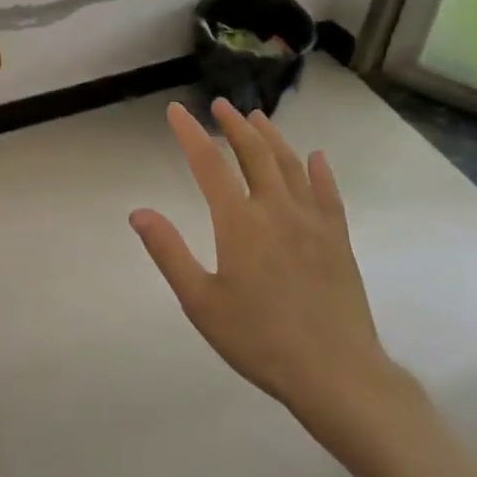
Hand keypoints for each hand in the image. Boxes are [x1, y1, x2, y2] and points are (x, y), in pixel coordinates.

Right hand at [130, 100, 423, 457]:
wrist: (334, 371)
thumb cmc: (258, 339)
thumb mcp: (200, 302)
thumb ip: (169, 252)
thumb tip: (139, 212)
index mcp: (239, 222)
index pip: (208, 164)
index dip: (190, 133)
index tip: (177, 110)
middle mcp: (276, 209)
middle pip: (254, 153)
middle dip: (234, 125)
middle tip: (221, 105)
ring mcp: (312, 221)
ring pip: (291, 165)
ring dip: (272, 137)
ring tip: (258, 118)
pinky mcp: (338, 238)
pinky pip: (329, 193)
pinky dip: (320, 170)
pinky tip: (316, 157)